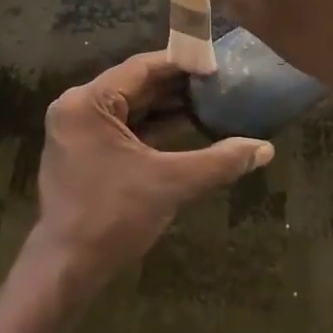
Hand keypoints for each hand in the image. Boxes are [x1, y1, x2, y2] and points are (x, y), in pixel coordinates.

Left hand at [32, 51, 272, 284]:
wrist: (66, 269)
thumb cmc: (113, 217)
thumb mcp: (170, 184)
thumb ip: (219, 161)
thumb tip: (265, 148)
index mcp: (88, 102)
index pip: (142, 68)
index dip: (182, 64)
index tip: (217, 62)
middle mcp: (77, 107)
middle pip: (135, 85)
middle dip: (177, 85)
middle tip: (219, 81)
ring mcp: (77, 130)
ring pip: (130, 107)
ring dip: (167, 106)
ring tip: (210, 100)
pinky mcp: (83, 150)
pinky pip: (123, 127)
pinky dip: (152, 126)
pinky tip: (186, 126)